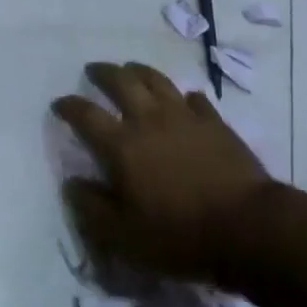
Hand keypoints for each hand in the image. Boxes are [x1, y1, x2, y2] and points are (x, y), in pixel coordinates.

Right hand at [53, 62, 272, 286]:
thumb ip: (92, 209)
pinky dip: (183, 96)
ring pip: (158, 81)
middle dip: (104, 73)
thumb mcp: (123, 237)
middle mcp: (150, 120)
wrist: (246, 227)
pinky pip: (195, 99)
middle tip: (94, 70)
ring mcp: (186, 117)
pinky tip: (184, 100)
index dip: (69, 106)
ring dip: (140, 71)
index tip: (59, 103)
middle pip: (122, 82)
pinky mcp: (215, 123)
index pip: (86, 115)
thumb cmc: (178, 235)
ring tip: (131, 69)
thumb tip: (72, 183)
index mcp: (122, 146)